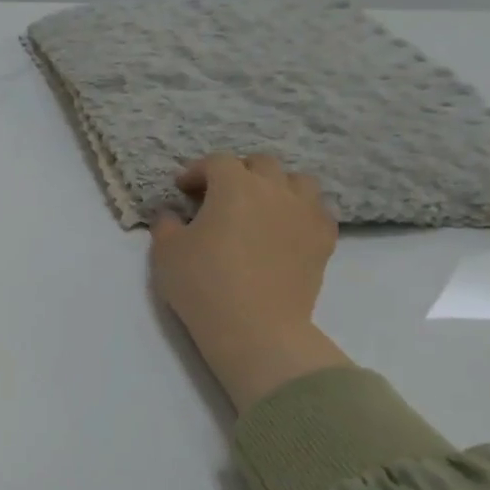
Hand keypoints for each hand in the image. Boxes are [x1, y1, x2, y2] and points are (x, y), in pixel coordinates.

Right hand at [150, 154, 349, 411]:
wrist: (255, 327)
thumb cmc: (202, 283)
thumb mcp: (165, 252)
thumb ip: (166, 224)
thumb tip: (172, 214)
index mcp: (234, 185)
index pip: (216, 162)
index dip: (197, 171)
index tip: (182, 189)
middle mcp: (274, 189)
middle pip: (261, 165)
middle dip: (238, 173)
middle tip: (219, 196)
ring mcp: (305, 213)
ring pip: (298, 182)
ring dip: (276, 187)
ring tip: (259, 208)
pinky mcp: (324, 239)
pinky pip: (316, 211)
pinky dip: (299, 213)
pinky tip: (284, 231)